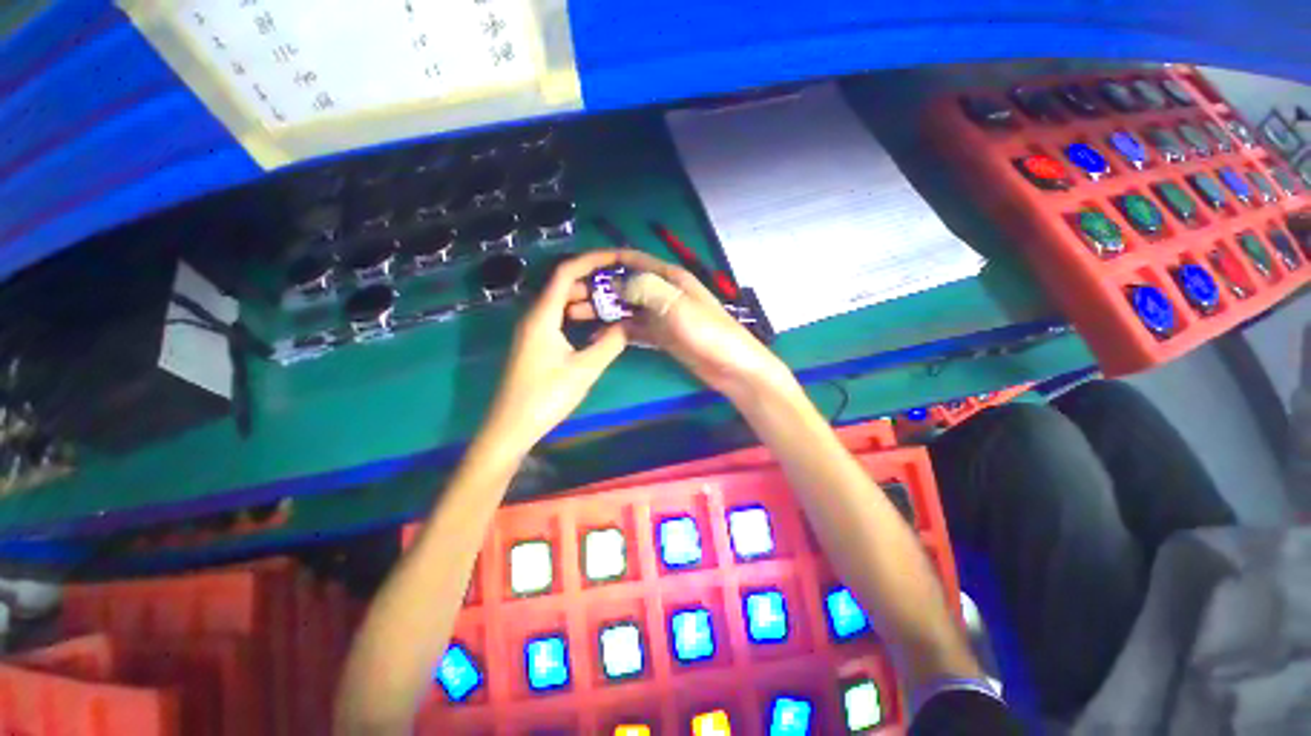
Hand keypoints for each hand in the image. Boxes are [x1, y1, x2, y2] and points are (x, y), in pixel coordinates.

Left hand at [482, 251, 627, 452]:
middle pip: (563, 285)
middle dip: (593, 280)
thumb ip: (610, 343)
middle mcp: (534, 316)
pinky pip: (559, 319)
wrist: (511, 427)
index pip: (566, 272)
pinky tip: (597, 325)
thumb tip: (629, 323)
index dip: (592, 260)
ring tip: (615, 304)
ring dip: (587, 299)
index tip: (618, 257)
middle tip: (622, 285)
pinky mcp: (535, 344)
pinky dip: (579, 316)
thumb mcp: (584, 370)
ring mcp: (533, 330)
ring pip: (561, 303)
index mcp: (542, 316)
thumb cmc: (545, 397)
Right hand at [568, 250, 790, 399]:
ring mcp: (662, 316)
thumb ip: (645, 289)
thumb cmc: (708, 333)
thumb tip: (615, 282)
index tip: (578, 268)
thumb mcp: (676, 306)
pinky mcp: (662, 337)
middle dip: (598, 289)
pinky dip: (617, 331)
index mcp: (670, 278)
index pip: (633, 259)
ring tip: (575, 317)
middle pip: (625, 285)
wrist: (732, 368)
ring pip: (626, 308)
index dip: (606, 260)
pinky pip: (634, 329)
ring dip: (603, 310)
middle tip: (569, 300)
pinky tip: (597, 336)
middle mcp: (663, 293)